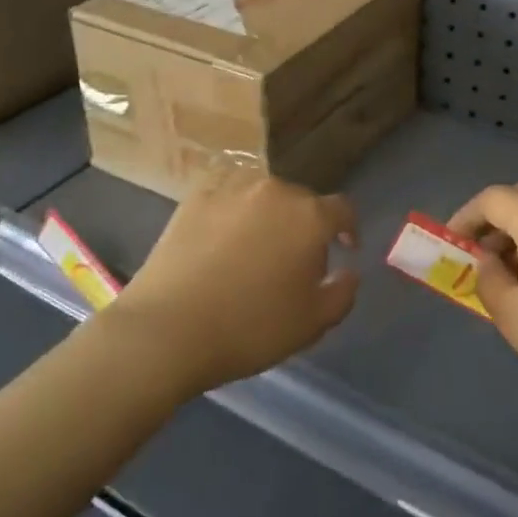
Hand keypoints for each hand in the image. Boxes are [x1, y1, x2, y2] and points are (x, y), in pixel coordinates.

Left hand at [106, 175, 358, 396]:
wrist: (168, 329)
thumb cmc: (250, 328)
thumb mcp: (313, 323)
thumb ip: (343, 291)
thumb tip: (349, 270)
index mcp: (310, 216)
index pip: (342, 210)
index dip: (348, 229)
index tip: (345, 249)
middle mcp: (275, 190)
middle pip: (302, 201)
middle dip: (305, 226)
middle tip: (294, 259)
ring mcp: (232, 187)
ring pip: (264, 194)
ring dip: (269, 214)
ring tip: (256, 245)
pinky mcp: (196, 195)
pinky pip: (228, 194)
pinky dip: (234, 209)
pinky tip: (224, 235)